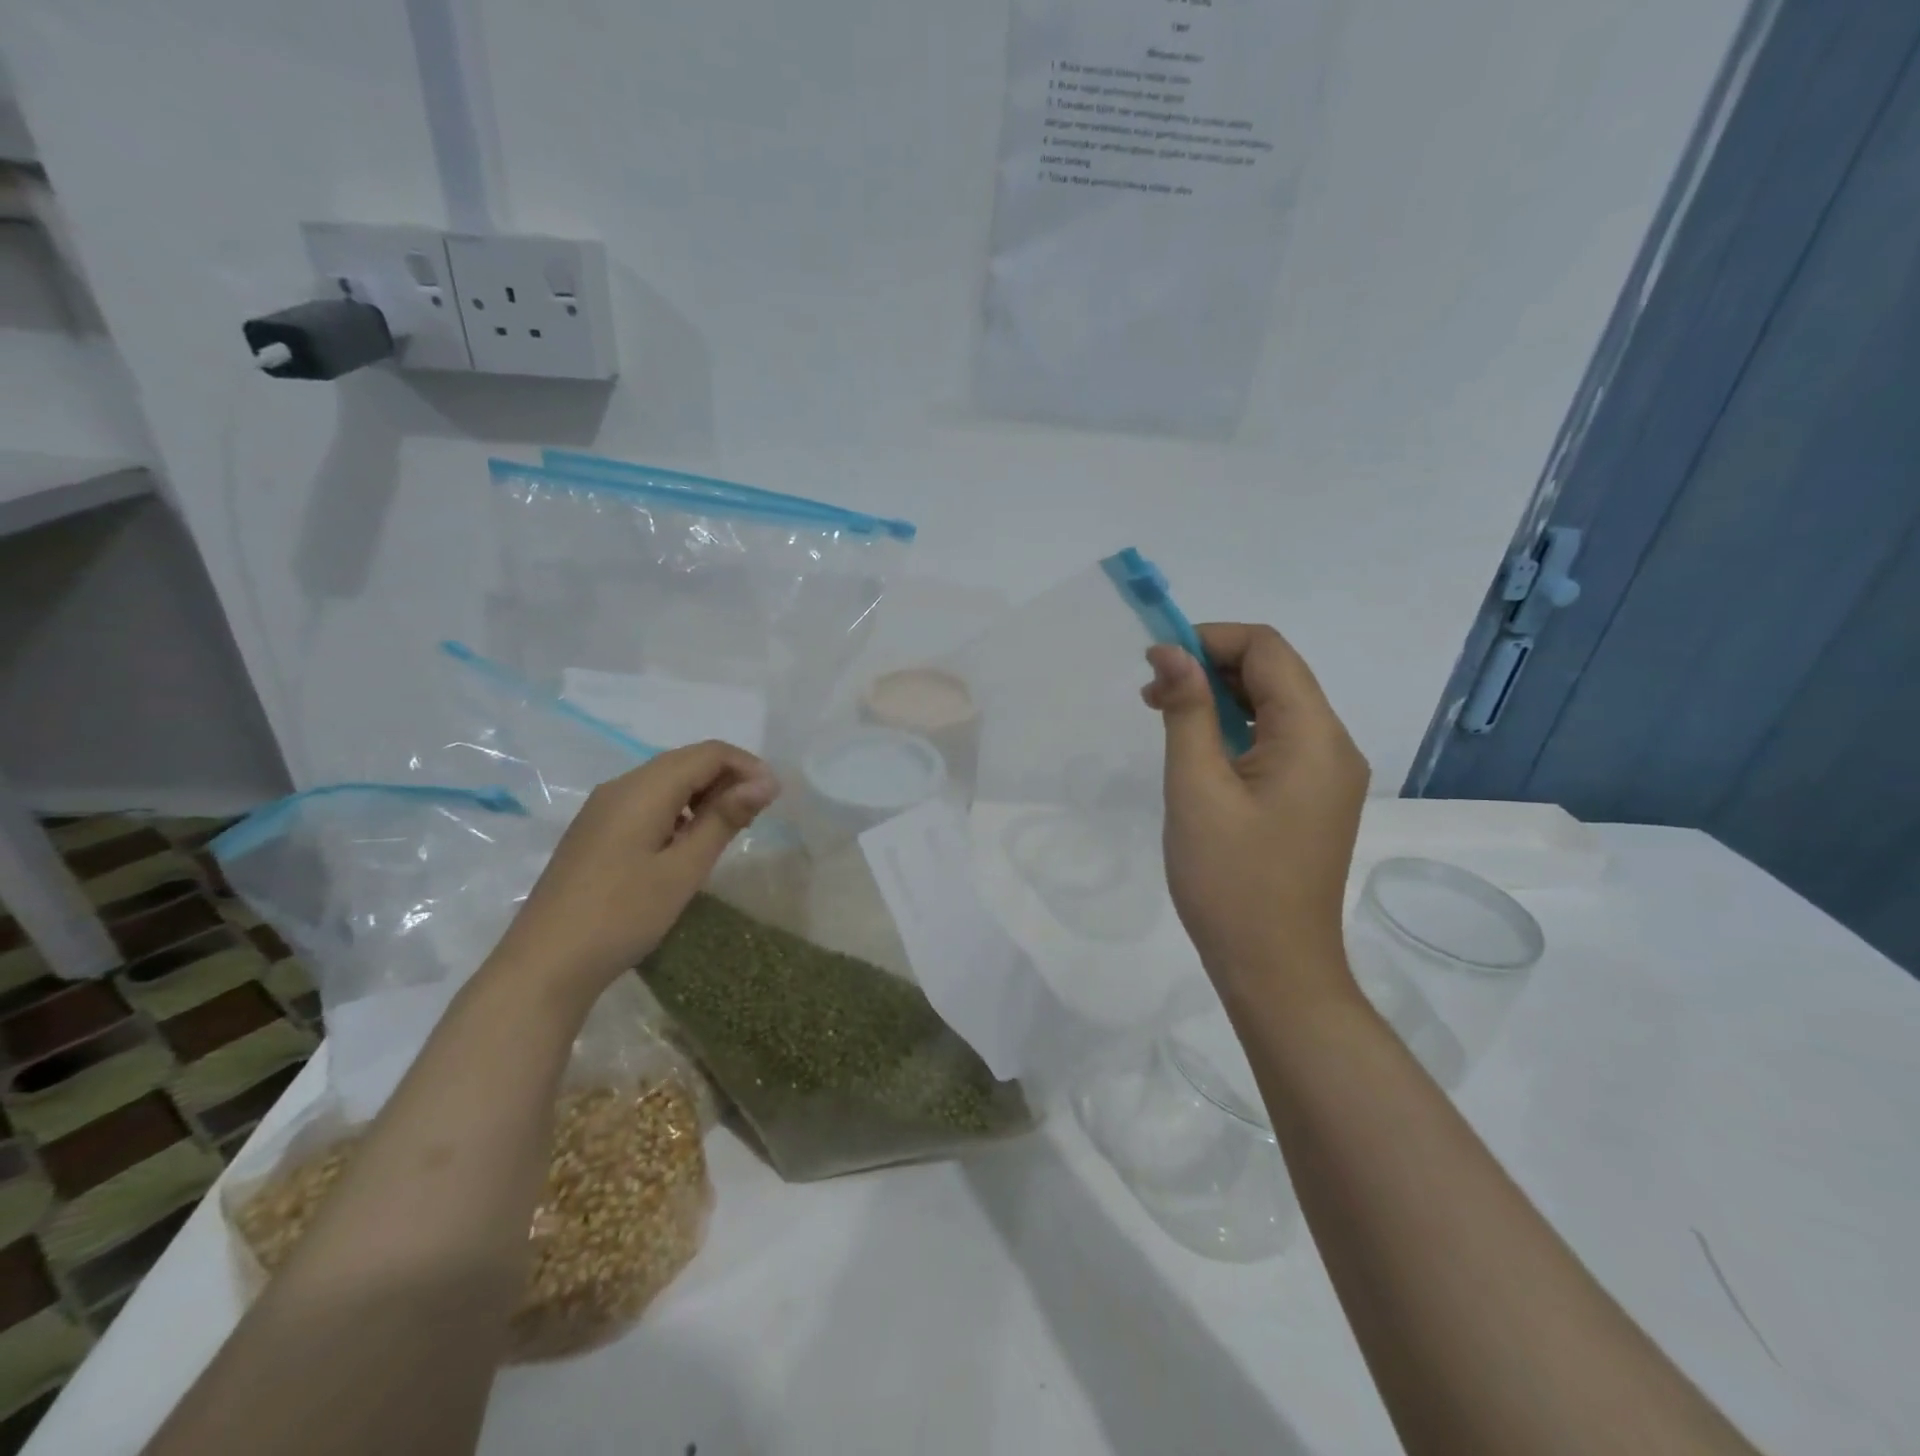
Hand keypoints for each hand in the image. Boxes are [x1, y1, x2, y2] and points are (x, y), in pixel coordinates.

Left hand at [488, 741, 779, 1000]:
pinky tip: (688, 841)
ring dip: (705, 794)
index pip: (708, 753)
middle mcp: (621, 786)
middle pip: (686, 761)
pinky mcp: (596, 831)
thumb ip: (724, 819)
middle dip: (728, 778)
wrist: (545, 964)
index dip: (747, 766)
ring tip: (730, 829)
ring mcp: (603, 809)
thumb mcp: (683, 869)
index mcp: (643, 789)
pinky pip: (648, 802)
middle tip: (757, 815)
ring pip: (666, 781)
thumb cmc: (623, 915)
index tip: (775, 798)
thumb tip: (765, 782)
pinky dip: (680, 809)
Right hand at [1143, 623, 1368, 1001]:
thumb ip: (1187, 711)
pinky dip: (1234, 731)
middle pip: (1275, 673)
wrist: (1275, 970)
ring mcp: (1327, 775)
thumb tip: (1171, 651)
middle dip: (1211, 667)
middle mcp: (1333, 745)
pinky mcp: (1313, 799)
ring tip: (1164, 716)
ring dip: (1219, 699)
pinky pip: (1276, 742)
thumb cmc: (1230, 880)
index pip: (1268, 649)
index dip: (1210, 639)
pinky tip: (1196, 750)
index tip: (1157, 660)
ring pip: (1274, 707)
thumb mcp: (1196, 788)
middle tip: (1152, 694)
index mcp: (1314, 736)